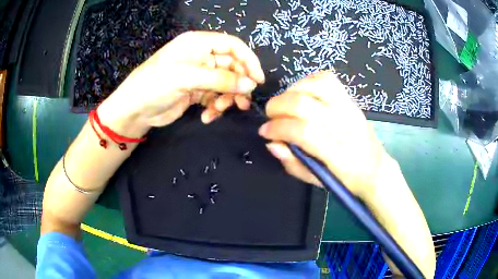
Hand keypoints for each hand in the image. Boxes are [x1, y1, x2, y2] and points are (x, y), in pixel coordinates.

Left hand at [98, 31, 264, 133]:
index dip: (248, 60)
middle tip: (242, 101)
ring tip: (222, 110)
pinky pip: (215, 97)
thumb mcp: (187, 78)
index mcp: (198, 43)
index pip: (232, 45)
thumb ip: (220, 79)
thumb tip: (251, 84)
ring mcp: (199, 75)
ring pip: (226, 84)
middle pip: (232, 66)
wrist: (134, 110)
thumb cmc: (155, 85)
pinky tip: (208, 116)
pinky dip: (215, 107)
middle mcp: (201, 56)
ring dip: (228, 98)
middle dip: (238, 84)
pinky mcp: (196, 91)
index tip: (258, 80)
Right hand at [258, 71, 390, 197]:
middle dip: (277, 107)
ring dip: (291, 91)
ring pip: (315, 85)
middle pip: (303, 103)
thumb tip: (272, 143)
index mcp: (337, 153)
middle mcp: (344, 125)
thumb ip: (292, 162)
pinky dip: (308, 82)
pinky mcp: (351, 100)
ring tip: (286, 104)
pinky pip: (327, 79)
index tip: (265, 132)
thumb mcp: (316, 180)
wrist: (375, 168)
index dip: (277, 128)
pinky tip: (302, 94)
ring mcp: (349, 108)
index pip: (302, 131)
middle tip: (271, 117)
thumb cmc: (345, 179)